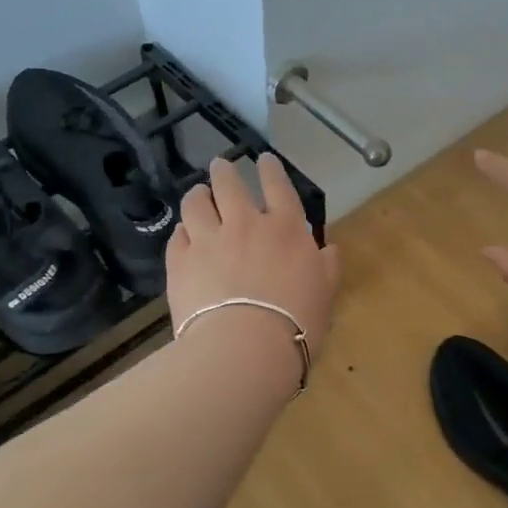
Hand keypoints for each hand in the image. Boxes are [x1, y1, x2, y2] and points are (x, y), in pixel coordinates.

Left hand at [167, 153, 341, 361]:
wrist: (244, 347)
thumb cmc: (296, 323)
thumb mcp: (324, 294)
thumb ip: (327, 267)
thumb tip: (329, 249)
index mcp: (285, 229)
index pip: (278, 186)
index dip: (271, 169)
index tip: (264, 159)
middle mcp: (245, 224)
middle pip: (229, 184)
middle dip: (224, 171)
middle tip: (221, 166)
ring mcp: (208, 240)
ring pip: (196, 203)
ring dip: (197, 194)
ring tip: (197, 193)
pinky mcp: (180, 261)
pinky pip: (178, 236)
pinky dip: (182, 231)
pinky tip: (183, 234)